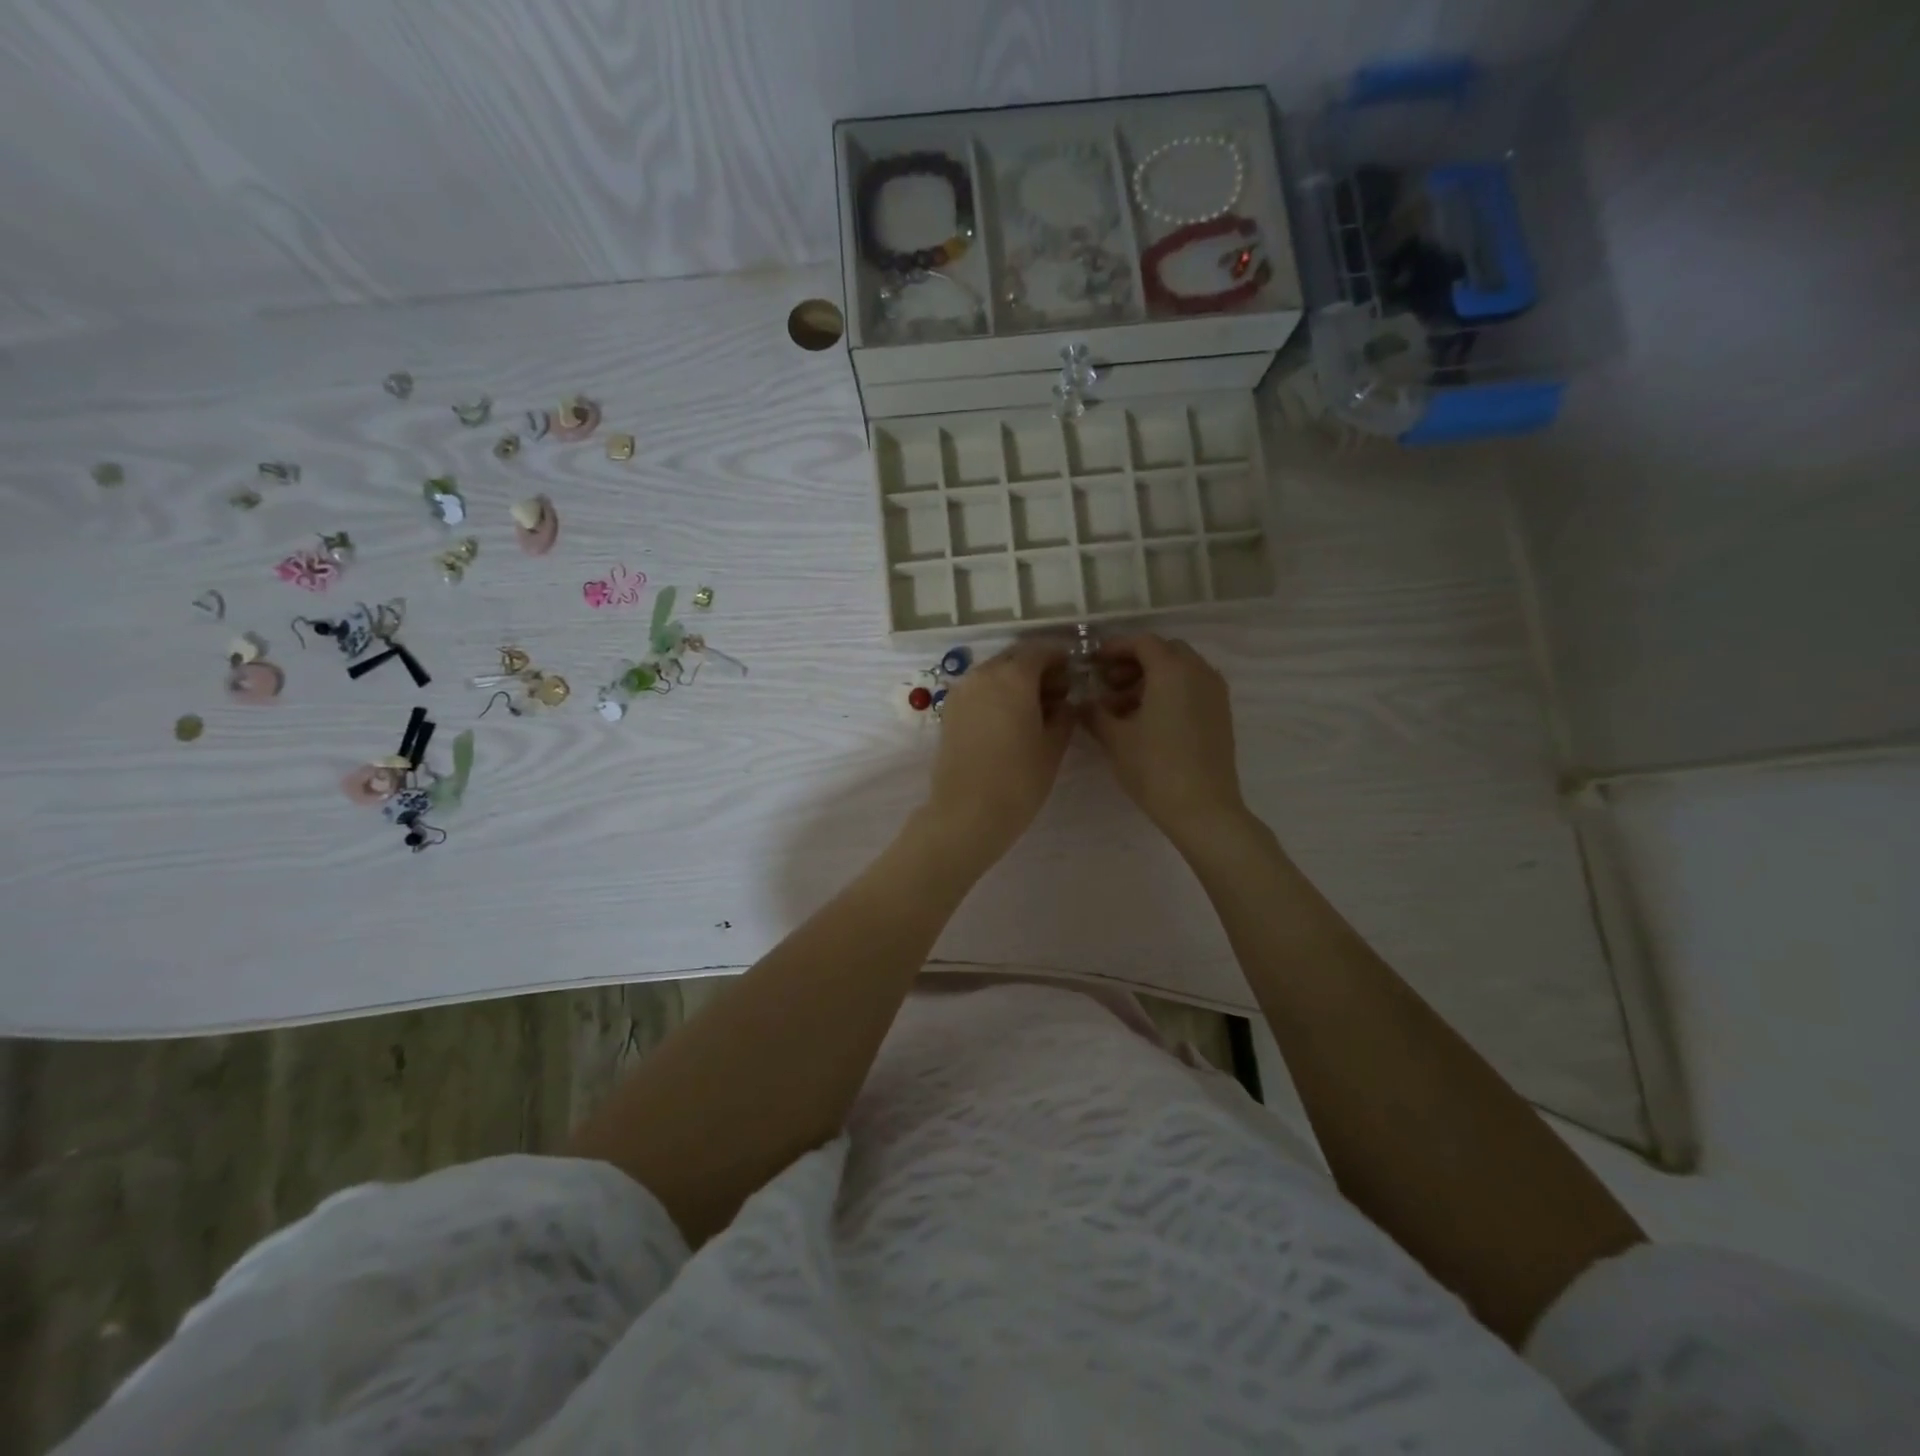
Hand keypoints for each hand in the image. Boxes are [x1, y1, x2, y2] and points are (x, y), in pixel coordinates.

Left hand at [921, 643, 1072, 870]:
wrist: (967, 813)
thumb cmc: (1019, 779)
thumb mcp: (1053, 746)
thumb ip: (1064, 715)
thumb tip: (1065, 702)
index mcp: (1013, 676)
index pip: (1039, 651)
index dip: (1058, 658)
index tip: (1072, 673)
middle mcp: (983, 675)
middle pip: (1014, 659)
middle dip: (1036, 669)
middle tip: (1057, 694)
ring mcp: (961, 692)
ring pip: (993, 674)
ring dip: (1014, 682)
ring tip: (1034, 710)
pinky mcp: (949, 712)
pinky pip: (978, 691)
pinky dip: (995, 695)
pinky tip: (1009, 720)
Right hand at [1082, 634, 1247, 850]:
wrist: (1203, 809)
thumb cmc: (1155, 768)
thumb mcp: (1115, 739)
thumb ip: (1095, 713)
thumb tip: (1082, 703)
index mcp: (1172, 670)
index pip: (1142, 642)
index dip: (1115, 647)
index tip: (1094, 662)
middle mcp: (1199, 672)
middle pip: (1164, 652)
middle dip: (1134, 662)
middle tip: (1109, 684)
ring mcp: (1215, 693)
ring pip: (1180, 670)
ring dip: (1151, 678)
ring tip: (1124, 707)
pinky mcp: (1221, 714)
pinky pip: (1193, 688)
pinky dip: (1170, 692)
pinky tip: (1148, 720)